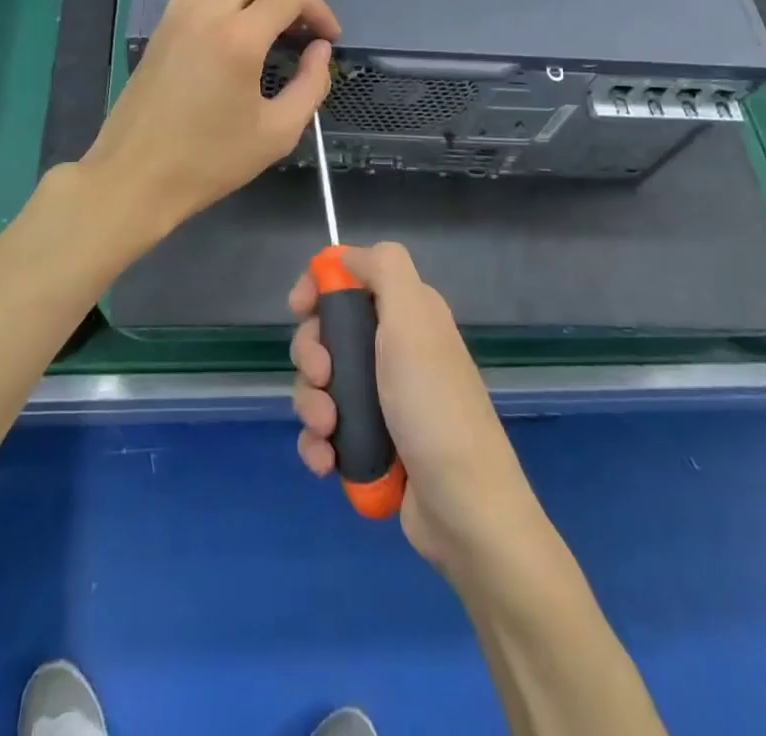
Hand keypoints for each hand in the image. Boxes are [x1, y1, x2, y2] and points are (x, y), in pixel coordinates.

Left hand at [80, 0, 338, 242]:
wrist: (135, 176)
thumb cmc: (209, 161)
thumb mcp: (277, 133)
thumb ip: (310, 85)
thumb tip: (320, 50)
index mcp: (239, 38)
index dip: (320, 10)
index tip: (328, 38)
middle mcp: (207, 11)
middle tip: (294, 24)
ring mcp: (178, 13)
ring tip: (261, 17)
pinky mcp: (161, 25)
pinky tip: (225, 22)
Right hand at [289, 242, 542, 573]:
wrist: (465, 510)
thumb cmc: (433, 405)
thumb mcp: (412, 320)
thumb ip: (384, 269)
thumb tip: (344, 255)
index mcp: (406, 314)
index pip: (351, 279)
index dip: (319, 288)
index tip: (300, 308)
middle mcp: (393, 349)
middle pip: (326, 331)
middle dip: (311, 355)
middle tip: (321, 376)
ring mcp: (381, 398)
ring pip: (320, 383)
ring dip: (311, 404)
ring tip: (328, 430)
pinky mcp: (371, 441)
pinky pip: (325, 429)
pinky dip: (318, 443)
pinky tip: (326, 461)